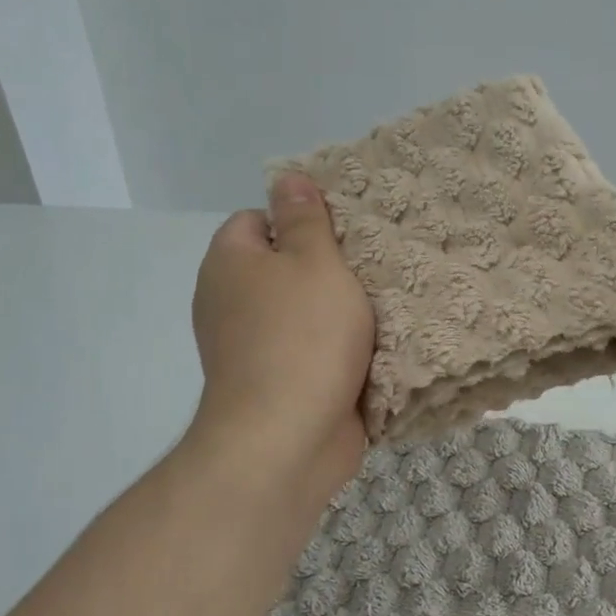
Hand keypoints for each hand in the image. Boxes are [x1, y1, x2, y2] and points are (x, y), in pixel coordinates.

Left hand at [187, 175, 374, 502]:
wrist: (288, 438)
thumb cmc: (304, 337)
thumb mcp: (314, 262)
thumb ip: (305, 219)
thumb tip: (287, 178)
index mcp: (230, 264)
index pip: (257, 220)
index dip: (298, 221)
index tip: (342, 234)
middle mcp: (230, 303)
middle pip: (282, 269)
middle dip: (327, 269)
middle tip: (374, 267)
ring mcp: (251, 349)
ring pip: (301, 314)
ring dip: (339, 314)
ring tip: (385, 305)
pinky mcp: (276, 385)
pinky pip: (310, 353)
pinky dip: (336, 351)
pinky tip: (375, 348)